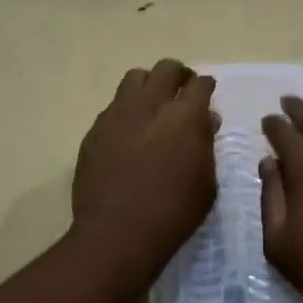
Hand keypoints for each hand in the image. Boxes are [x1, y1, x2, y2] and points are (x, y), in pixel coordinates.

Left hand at [72, 59, 218, 278]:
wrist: (117, 233)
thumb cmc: (173, 212)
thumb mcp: (206, 182)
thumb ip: (206, 144)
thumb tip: (205, 120)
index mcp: (185, 115)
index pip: (200, 84)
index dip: (206, 87)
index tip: (207, 94)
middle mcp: (151, 104)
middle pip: (166, 69)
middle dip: (178, 76)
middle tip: (182, 93)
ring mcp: (118, 114)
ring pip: (134, 78)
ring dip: (148, 85)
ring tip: (152, 106)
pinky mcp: (95, 130)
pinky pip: (113, 106)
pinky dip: (126, 111)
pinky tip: (129, 133)